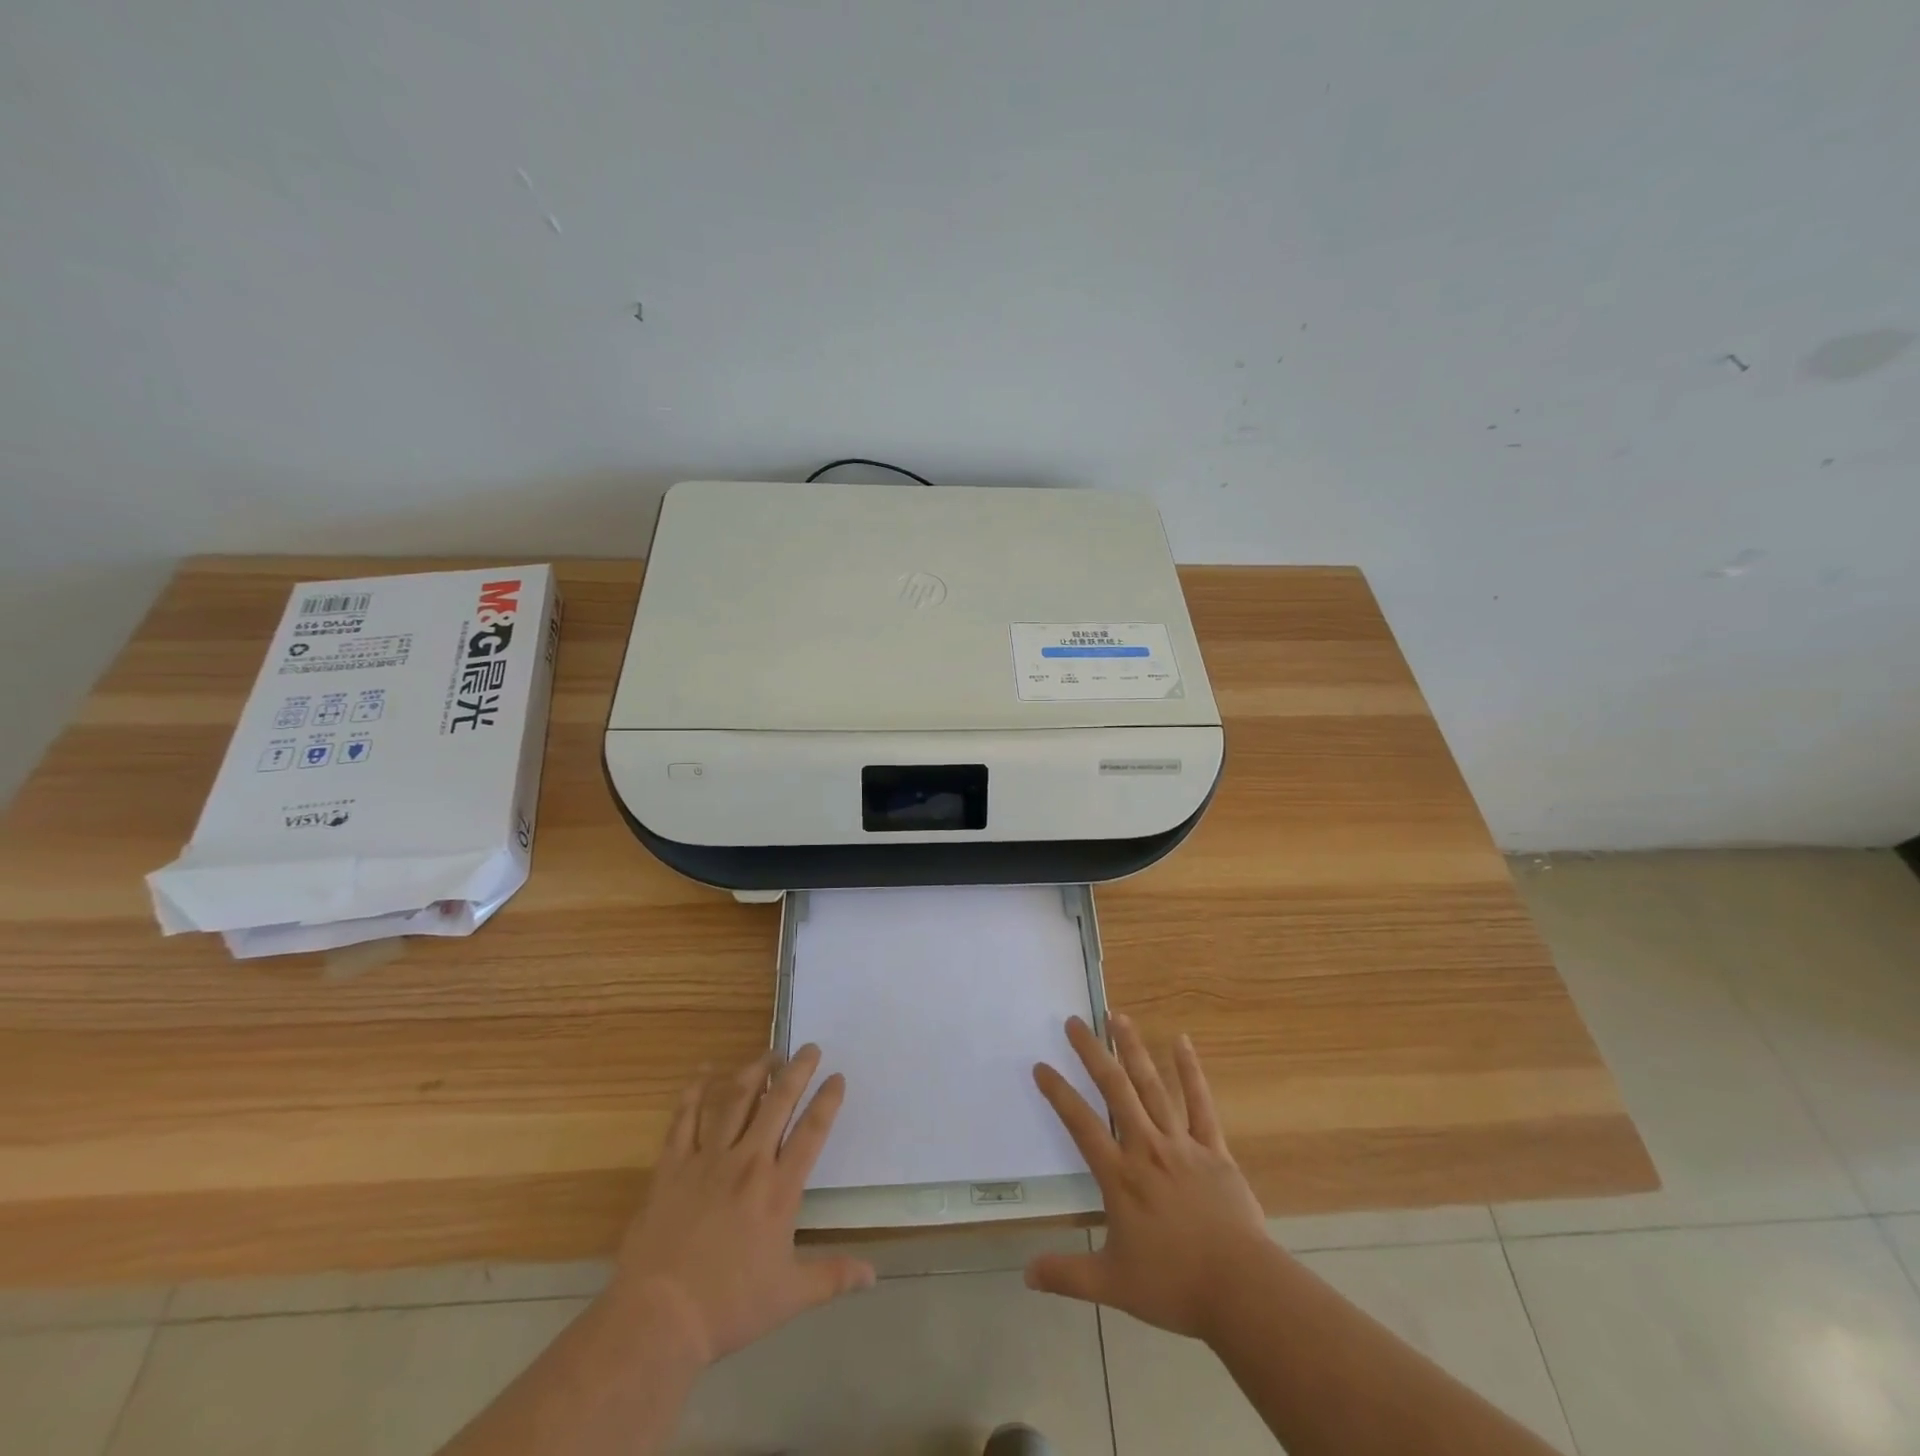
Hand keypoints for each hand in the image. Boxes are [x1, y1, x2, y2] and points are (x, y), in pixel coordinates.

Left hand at [610, 1045, 874, 1364]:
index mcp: (778, 1189)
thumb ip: (832, 1277)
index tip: (837, 1077)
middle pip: (777, 1102)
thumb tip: (873, 1275)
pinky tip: (704, 1071)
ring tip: (768, 1054)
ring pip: (734, 1100)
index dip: (827, 1100)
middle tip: (809, 1048)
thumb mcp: (789, 1296)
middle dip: (796, 1070)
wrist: (658, 1318)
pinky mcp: (672, 1166)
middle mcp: (747, 1162)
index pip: (811, 1132)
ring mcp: (707, 1159)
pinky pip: (684, 1119)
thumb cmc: (728, 1307)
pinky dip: (694, 1091)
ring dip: (754, 1072)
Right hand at [1026, 1014, 1268, 1339]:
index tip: (1041, 1066)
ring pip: (1153, 1086)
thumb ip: (1067, 1275)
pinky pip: (1200, 1104)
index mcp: (1120, 1176)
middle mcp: (1146, 1148)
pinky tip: (1182, 1041)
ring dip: (1133, 1049)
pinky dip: (1190, 1072)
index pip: (1081, 1124)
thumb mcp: (1112, 1285)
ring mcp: (1182, 1144)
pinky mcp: (1213, 1149)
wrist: (1241, 1289)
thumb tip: (1025, 1274)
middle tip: (1075, 1021)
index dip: (1058, 1093)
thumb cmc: (1174, 1285)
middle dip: (1092, 1053)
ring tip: (1117, 1017)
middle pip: (1115, 1090)